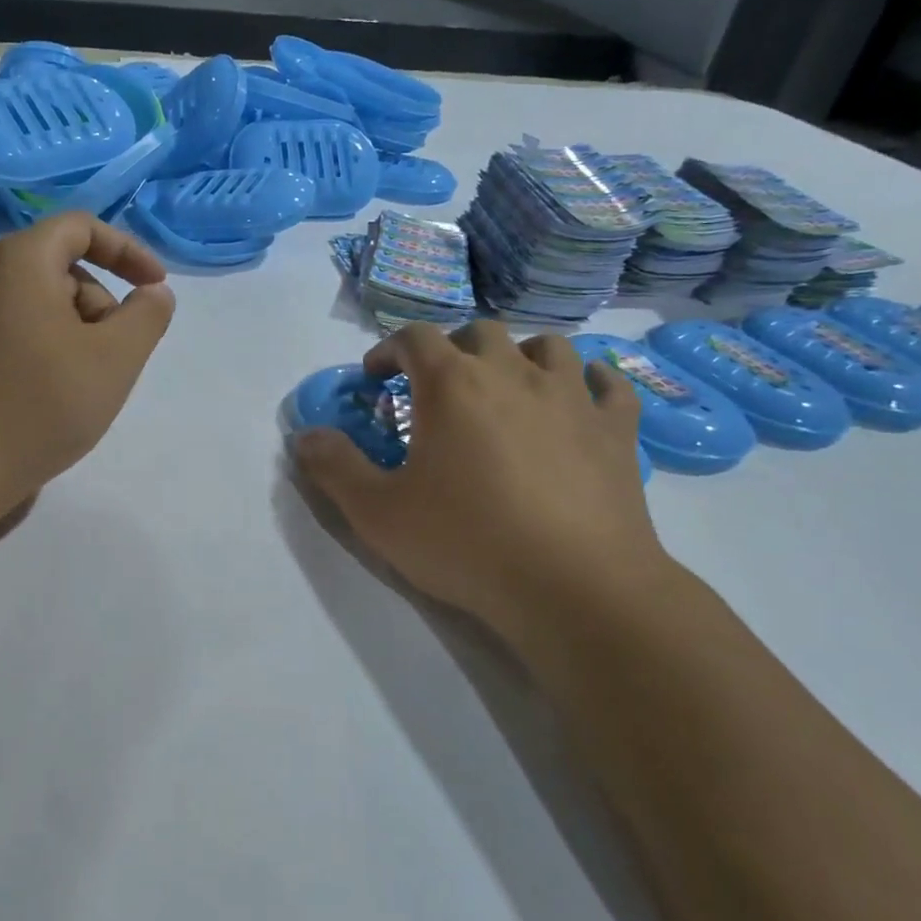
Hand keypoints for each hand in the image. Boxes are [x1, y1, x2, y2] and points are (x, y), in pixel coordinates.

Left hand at [0, 213, 174, 520]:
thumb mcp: (115, 357)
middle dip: (104, 305)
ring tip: (86, 386)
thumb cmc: (40, 403)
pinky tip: (55, 399)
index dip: (128, 251)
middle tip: (117, 356)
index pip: (81, 227)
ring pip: (44, 307)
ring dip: (81, 334)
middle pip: (63, 269)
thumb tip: (154, 293)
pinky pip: (21, 334)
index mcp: (20, 262)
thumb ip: (147, 316)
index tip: (156, 288)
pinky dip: (52, 352)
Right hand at [293, 321, 673, 644]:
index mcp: (452, 384)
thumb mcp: (378, 514)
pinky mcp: (616, 429)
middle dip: (452, 349)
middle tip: (439, 386)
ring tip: (509, 387)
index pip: (414, 337)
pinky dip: (590, 382)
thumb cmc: (466, 543)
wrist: (574, 588)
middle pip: (480, 332)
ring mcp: (572, 397)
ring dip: (520, 356)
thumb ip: (335, 468)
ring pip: (548, 346)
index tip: (376, 377)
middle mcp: (513, 373)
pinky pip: (609, 384)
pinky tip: (581, 399)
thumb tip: (304, 436)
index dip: (389, 349)